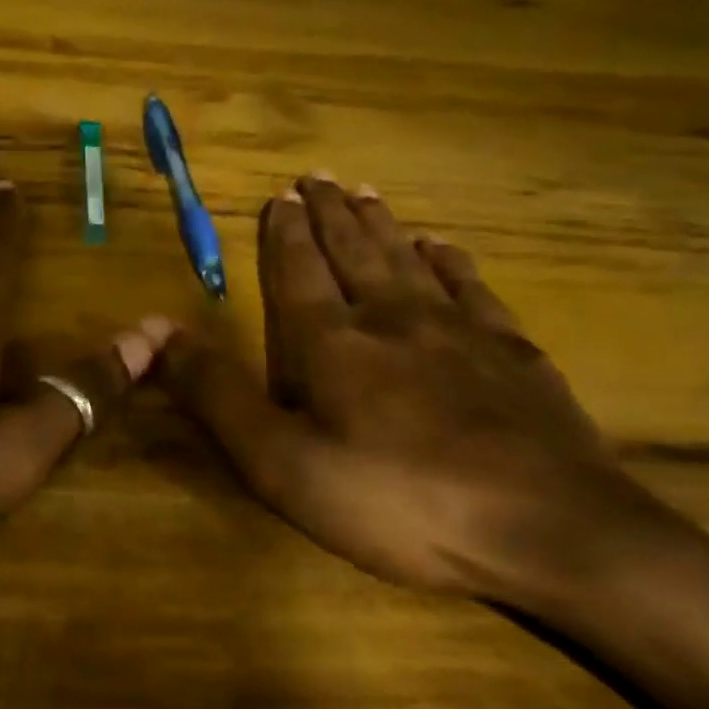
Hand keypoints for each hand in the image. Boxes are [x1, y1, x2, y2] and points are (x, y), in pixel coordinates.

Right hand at [157, 175, 674, 606]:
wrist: (549, 531)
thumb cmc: (398, 501)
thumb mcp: (282, 464)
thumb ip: (218, 396)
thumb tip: (159, 334)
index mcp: (332, 342)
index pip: (299, 270)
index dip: (285, 233)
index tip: (280, 196)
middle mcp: (392, 317)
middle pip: (354, 251)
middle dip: (330, 213)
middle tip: (318, 176)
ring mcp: (459, 331)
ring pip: (409, 259)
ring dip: (382, 224)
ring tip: (366, 193)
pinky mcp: (513, 354)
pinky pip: (472, 287)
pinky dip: (450, 261)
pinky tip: (442, 246)